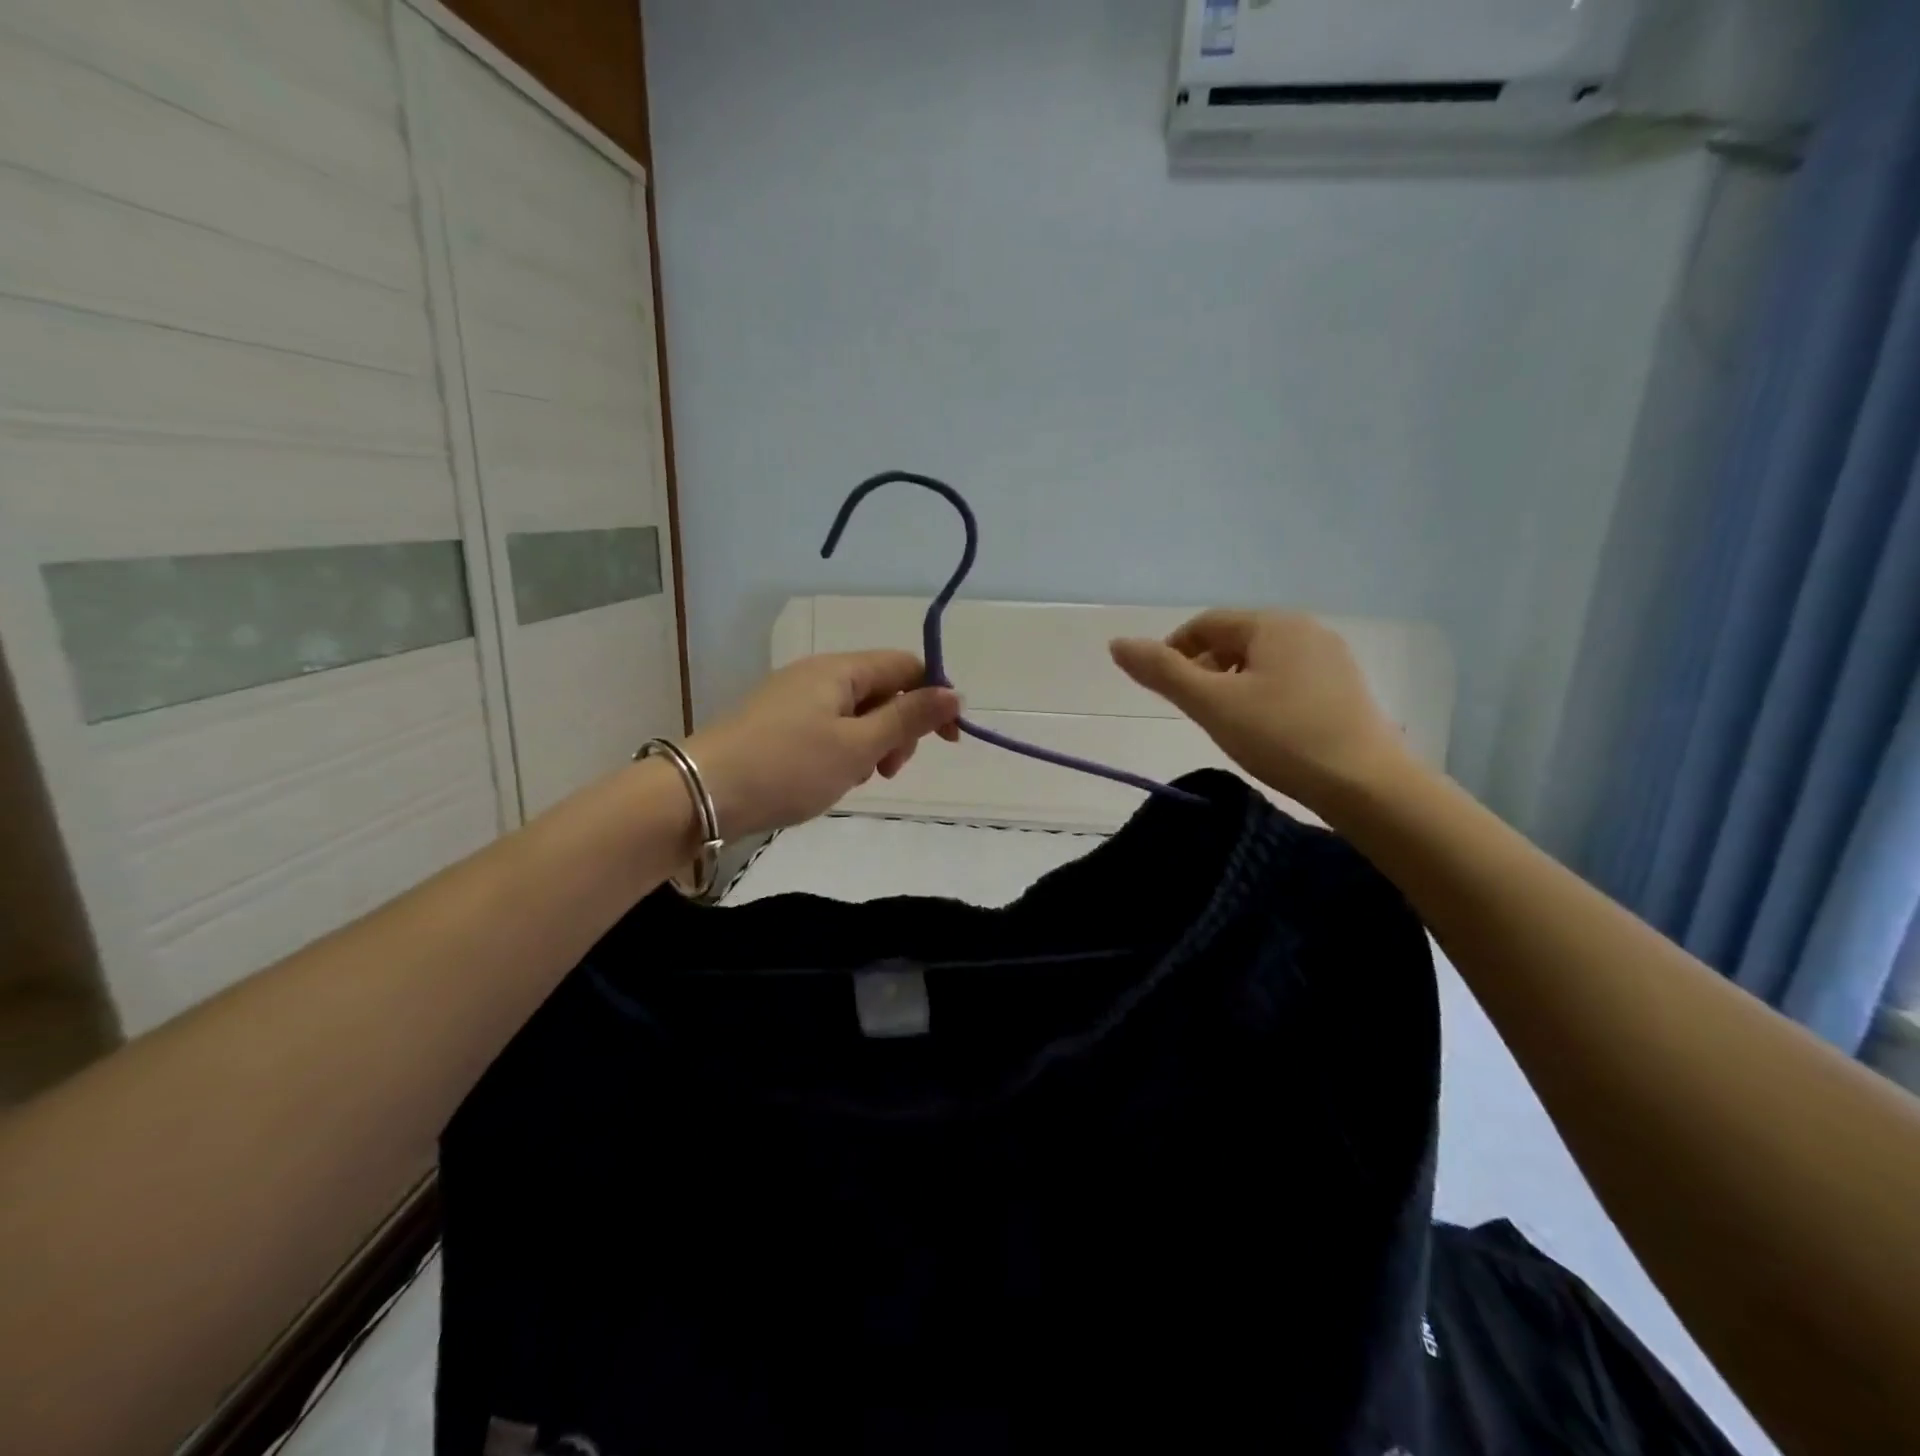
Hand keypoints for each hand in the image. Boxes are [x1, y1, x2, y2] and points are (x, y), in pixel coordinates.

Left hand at [685, 652, 961, 838]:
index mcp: (840, 670)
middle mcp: (817, 674)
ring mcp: (793, 698)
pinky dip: (842, 750)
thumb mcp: (858, 746)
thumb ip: (908, 718)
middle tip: (888, 771)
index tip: (948, 741)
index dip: (934, 698)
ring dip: (871, 743)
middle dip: (899, 727)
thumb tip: (954, 694)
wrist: (701, 793)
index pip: (906, 666)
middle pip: (881, 689)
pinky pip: (827, 727)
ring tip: (857, 779)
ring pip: (855, 712)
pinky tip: (831, 778)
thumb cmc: (788, 768)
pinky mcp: (776, 723)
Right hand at [1109, 610, 1409, 811]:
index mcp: (1273, 624)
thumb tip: (1117, 643)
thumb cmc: (1281, 737)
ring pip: (1262, 661)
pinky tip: (1264, 729)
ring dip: (1232, 683)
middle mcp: (1306, 630)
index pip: (1206, 624)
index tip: (1162, 688)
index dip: (1174, 650)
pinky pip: (1288, 679)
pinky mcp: (1345, 688)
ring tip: (1225, 723)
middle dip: (1205, 668)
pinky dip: (1263, 695)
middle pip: (1235, 640)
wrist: (1366, 785)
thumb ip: (1163, 672)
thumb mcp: (1212, 704)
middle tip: (1193, 710)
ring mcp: (1331, 658)